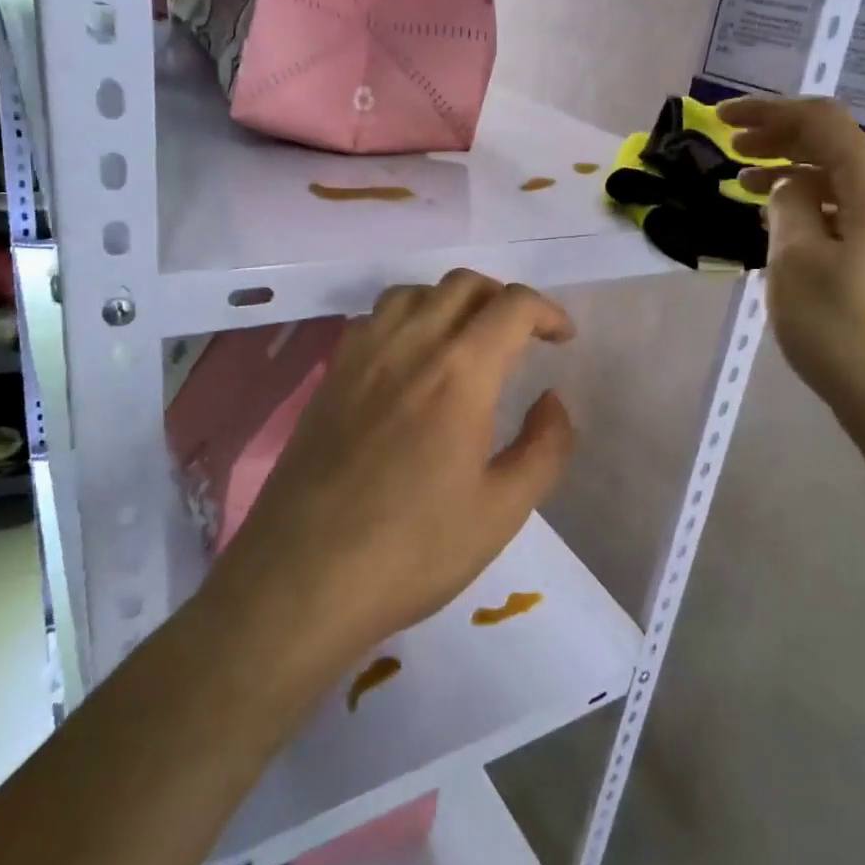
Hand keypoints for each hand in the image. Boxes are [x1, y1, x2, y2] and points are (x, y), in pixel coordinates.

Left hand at [214, 270, 576, 671]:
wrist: (302, 579)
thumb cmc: (412, 550)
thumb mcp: (502, 511)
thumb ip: (545, 447)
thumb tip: (552, 400)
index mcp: (460, 373)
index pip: (512, 305)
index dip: (547, 311)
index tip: (562, 339)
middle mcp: (409, 346)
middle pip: (463, 285)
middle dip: (503, 299)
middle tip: (521, 337)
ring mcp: (361, 357)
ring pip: (414, 293)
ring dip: (451, 302)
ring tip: (466, 341)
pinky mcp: (329, 376)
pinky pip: (373, 319)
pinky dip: (406, 318)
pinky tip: (409, 360)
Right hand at [717, 95, 864, 435]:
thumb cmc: (842, 328)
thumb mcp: (795, 260)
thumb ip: (787, 206)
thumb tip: (789, 185)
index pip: (821, 121)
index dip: (768, 112)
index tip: (720, 119)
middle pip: (836, 147)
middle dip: (779, 141)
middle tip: (731, 153)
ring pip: (843, 184)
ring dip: (794, 178)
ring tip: (746, 190)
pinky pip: (853, 215)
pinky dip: (814, 208)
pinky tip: (787, 230)